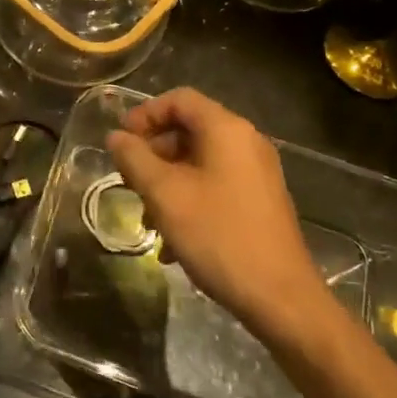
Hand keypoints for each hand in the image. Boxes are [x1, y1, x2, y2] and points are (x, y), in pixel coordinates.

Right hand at [106, 89, 327, 342]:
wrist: (280, 298)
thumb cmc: (218, 235)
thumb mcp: (165, 194)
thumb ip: (134, 159)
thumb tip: (116, 137)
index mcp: (227, 130)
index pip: (179, 99)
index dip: (145, 114)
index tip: (121, 142)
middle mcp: (246, 143)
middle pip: (188, 130)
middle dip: (152, 154)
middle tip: (128, 182)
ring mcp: (257, 174)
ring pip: (199, 162)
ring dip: (166, 183)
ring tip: (147, 219)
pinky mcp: (260, 202)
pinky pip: (215, 185)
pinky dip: (188, 201)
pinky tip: (172, 241)